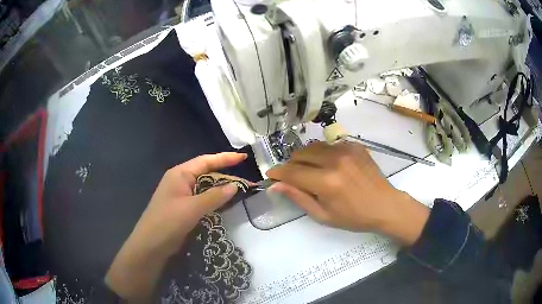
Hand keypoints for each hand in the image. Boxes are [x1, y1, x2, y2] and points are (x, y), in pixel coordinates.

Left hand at [105, 152, 246, 301]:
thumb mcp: (192, 208)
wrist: (151, 245)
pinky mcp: (183, 207)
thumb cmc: (168, 222)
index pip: (206, 161)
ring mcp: (181, 194)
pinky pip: (202, 198)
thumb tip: (235, 186)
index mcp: (180, 174)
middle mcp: (181, 181)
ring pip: (205, 187)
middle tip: (247, 183)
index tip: (244, 157)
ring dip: (221, 189)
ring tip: (240, 192)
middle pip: (207, 173)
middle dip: (226, 177)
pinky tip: (225, 203)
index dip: (225, 158)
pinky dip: (214, 200)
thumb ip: (214, 196)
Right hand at [266, 141, 428, 245]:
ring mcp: (346, 149)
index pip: (292, 172)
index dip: (278, 172)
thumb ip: (298, 197)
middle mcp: (335, 160)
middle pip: (300, 154)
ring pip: (313, 147)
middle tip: (294, 177)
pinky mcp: (355, 145)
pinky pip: (329, 145)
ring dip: (306, 158)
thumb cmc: (354, 216)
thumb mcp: (323, 215)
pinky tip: (330, 166)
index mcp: (326, 181)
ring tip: (312, 171)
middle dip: (291, 165)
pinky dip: (323, 154)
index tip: (270, 175)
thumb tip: (276, 185)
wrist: (385, 205)